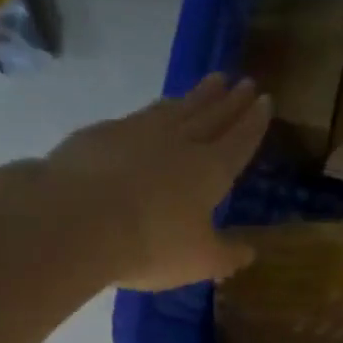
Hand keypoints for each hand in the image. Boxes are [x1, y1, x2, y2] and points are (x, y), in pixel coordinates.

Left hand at [41, 73, 270, 290]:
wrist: (78, 219)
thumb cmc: (152, 243)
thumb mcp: (199, 261)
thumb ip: (226, 255)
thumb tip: (249, 251)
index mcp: (210, 170)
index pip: (239, 141)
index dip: (253, 123)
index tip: (265, 101)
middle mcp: (179, 142)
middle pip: (210, 116)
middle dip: (230, 101)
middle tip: (243, 82)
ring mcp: (138, 132)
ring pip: (176, 109)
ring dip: (196, 96)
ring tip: (210, 84)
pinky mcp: (103, 134)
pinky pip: (139, 116)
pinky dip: (155, 110)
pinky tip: (153, 112)